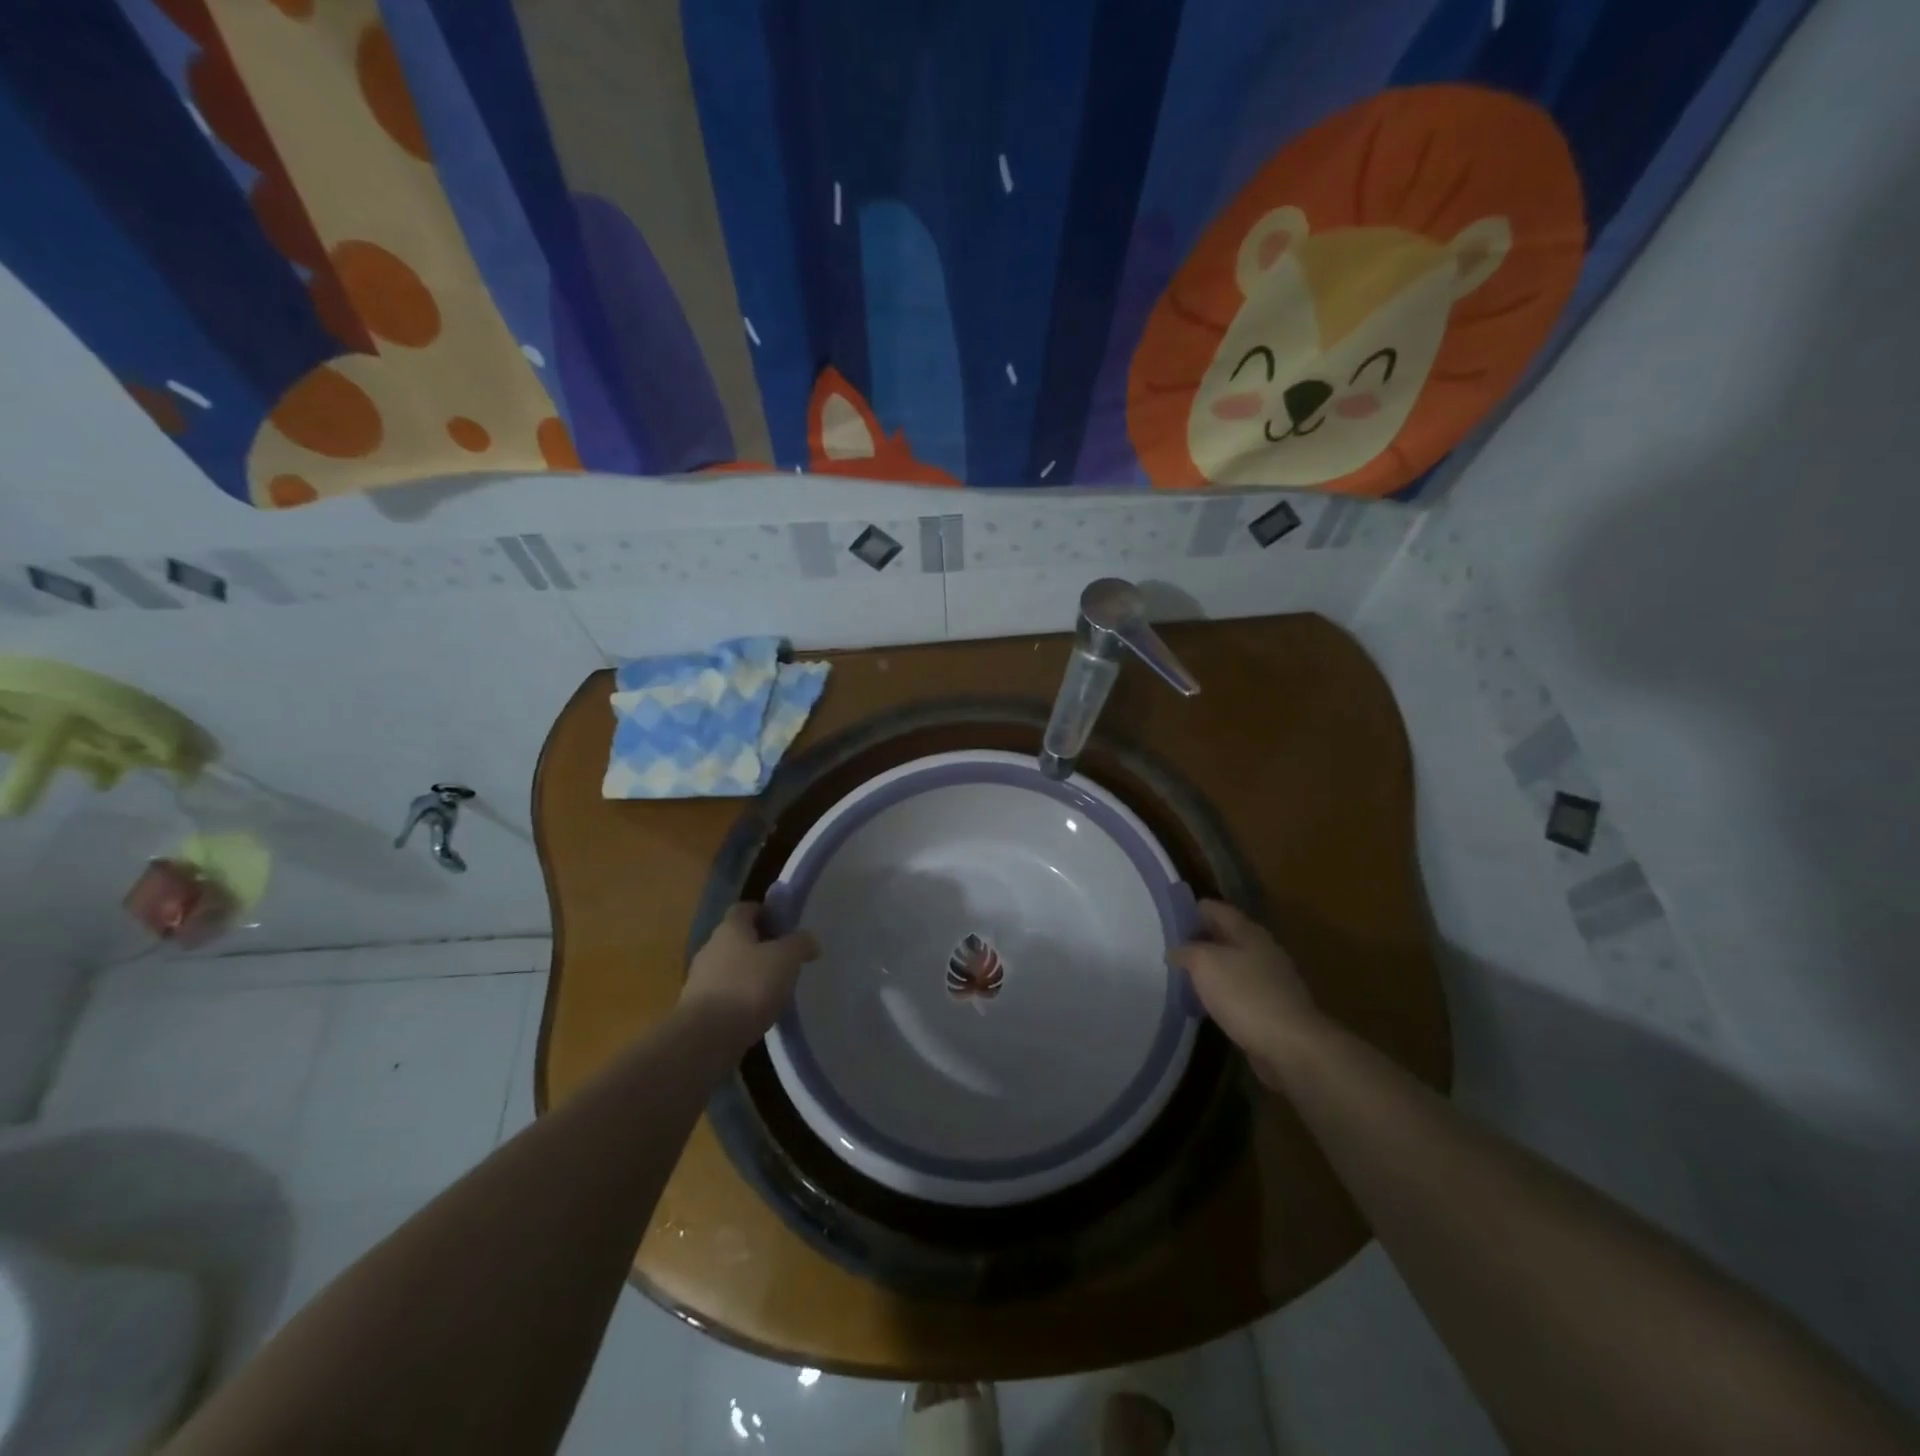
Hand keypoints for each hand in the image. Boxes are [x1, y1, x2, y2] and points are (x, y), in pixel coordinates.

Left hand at [680, 903, 819, 1042]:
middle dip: (761, 946)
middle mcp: (711, 948)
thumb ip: (800, 944)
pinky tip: (759, 1013)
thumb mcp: (786, 959)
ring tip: (776, 989)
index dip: (766, 912)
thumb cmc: (748, 986)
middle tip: (786, 959)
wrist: (706, 1038)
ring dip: (752, 975)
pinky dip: (742, 1000)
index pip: (746, 908)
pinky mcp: (699, 1010)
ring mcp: (701, 980)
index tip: (786, 926)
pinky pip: (726, 996)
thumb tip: (809, 940)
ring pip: (731, 969)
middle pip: (738, 939)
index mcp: (730, 928)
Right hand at [1169, 900, 1318, 1078]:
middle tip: (1169, 948)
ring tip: (1182, 976)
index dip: (1192, 910)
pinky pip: (1239, 992)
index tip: (1168, 917)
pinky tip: (1205, 1004)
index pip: (1216, 909)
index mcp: (1248, 932)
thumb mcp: (1205, 963)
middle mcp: (1262, 950)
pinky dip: (1221, 993)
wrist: (1291, 1046)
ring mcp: (1270, 981)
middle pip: (1225, 936)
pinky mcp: (1272, 1009)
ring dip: (1210, 969)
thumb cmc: (1245, 995)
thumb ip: (1186, 951)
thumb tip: (1176, 950)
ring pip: (1232, 965)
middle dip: (1199, 940)